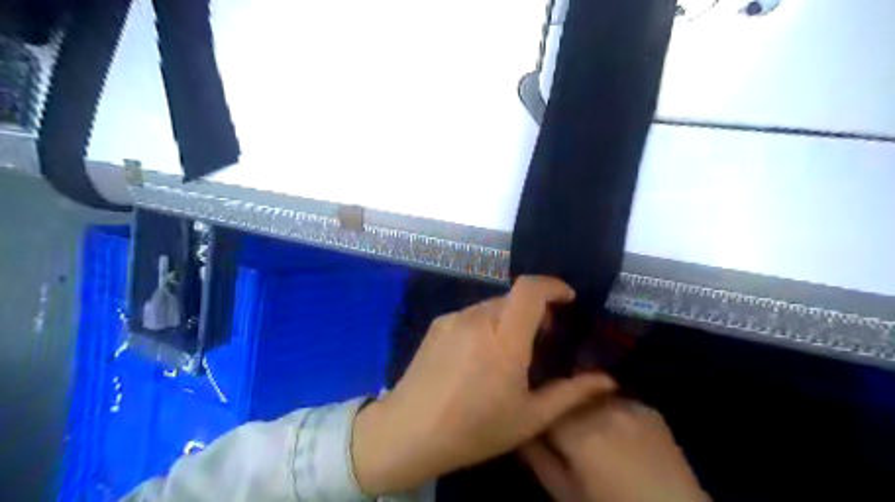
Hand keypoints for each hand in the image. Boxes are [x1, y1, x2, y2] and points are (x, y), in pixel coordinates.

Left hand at [349, 276, 615, 496]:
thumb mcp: (529, 418)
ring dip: (508, 319)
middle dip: (534, 311)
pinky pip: (471, 314)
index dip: (553, 285)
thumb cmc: (473, 429)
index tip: (567, 299)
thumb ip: (572, 394)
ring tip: (506, 353)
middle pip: (514, 298)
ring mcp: (454, 318)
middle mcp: (478, 319)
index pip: (530, 289)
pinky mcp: (438, 323)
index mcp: (504, 339)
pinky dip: (486, 324)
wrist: (407, 431)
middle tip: (539, 342)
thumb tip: (608, 380)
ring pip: (492, 305)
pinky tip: (478, 356)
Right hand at [522, 400, 709, 501]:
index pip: (543, 406)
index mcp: (577, 433)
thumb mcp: (566, 495)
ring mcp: (628, 405)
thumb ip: (538, 461)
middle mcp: (600, 409)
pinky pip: (618, 401)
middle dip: (561, 409)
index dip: (538, 414)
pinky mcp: (648, 409)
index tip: (536, 423)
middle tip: (563, 431)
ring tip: (590, 430)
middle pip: (566, 397)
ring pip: (591, 396)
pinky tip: (617, 433)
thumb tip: (520, 434)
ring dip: (585, 407)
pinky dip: (610, 411)